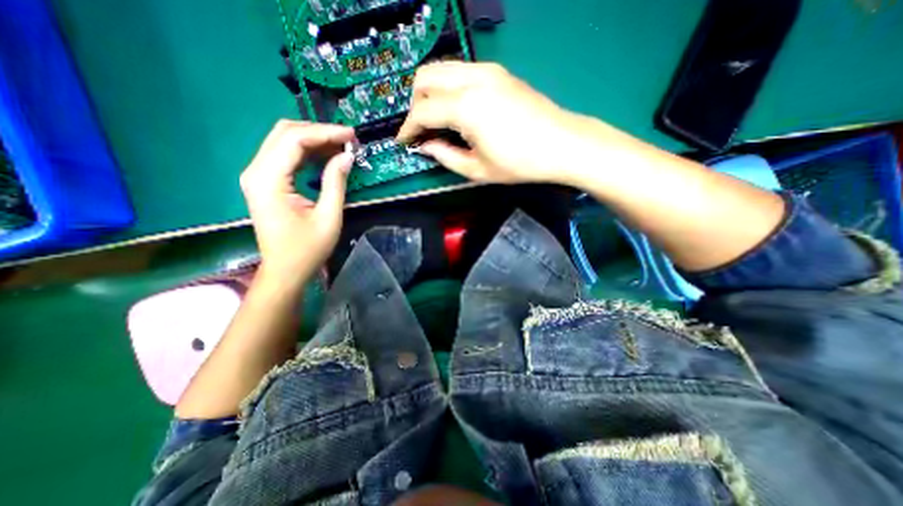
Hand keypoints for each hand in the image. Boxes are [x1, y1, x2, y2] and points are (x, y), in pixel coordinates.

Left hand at [240, 119, 355, 284]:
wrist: (285, 270)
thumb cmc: (307, 249)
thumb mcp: (328, 217)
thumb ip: (336, 182)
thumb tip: (347, 156)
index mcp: (268, 180)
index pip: (294, 139)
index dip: (325, 133)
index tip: (352, 135)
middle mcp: (256, 171)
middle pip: (285, 133)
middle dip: (319, 131)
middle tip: (348, 140)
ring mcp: (257, 175)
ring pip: (284, 141)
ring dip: (314, 140)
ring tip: (342, 146)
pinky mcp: (264, 181)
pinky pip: (285, 156)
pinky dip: (307, 152)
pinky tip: (327, 156)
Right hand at [396, 62, 581, 184]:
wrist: (562, 144)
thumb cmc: (520, 163)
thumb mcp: (477, 170)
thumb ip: (445, 156)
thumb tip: (425, 146)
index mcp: (466, 107)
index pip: (422, 111)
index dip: (408, 128)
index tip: (403, 141)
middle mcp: (473, 79)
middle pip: (426, 77)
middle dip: (415, 103)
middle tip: (421, 129)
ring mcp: (488, 71)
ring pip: (442, 69)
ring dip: (431, 93)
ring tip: (436, 120)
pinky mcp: (499, 72)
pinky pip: (461, 72)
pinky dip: (449, 88)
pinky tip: (457, 110)